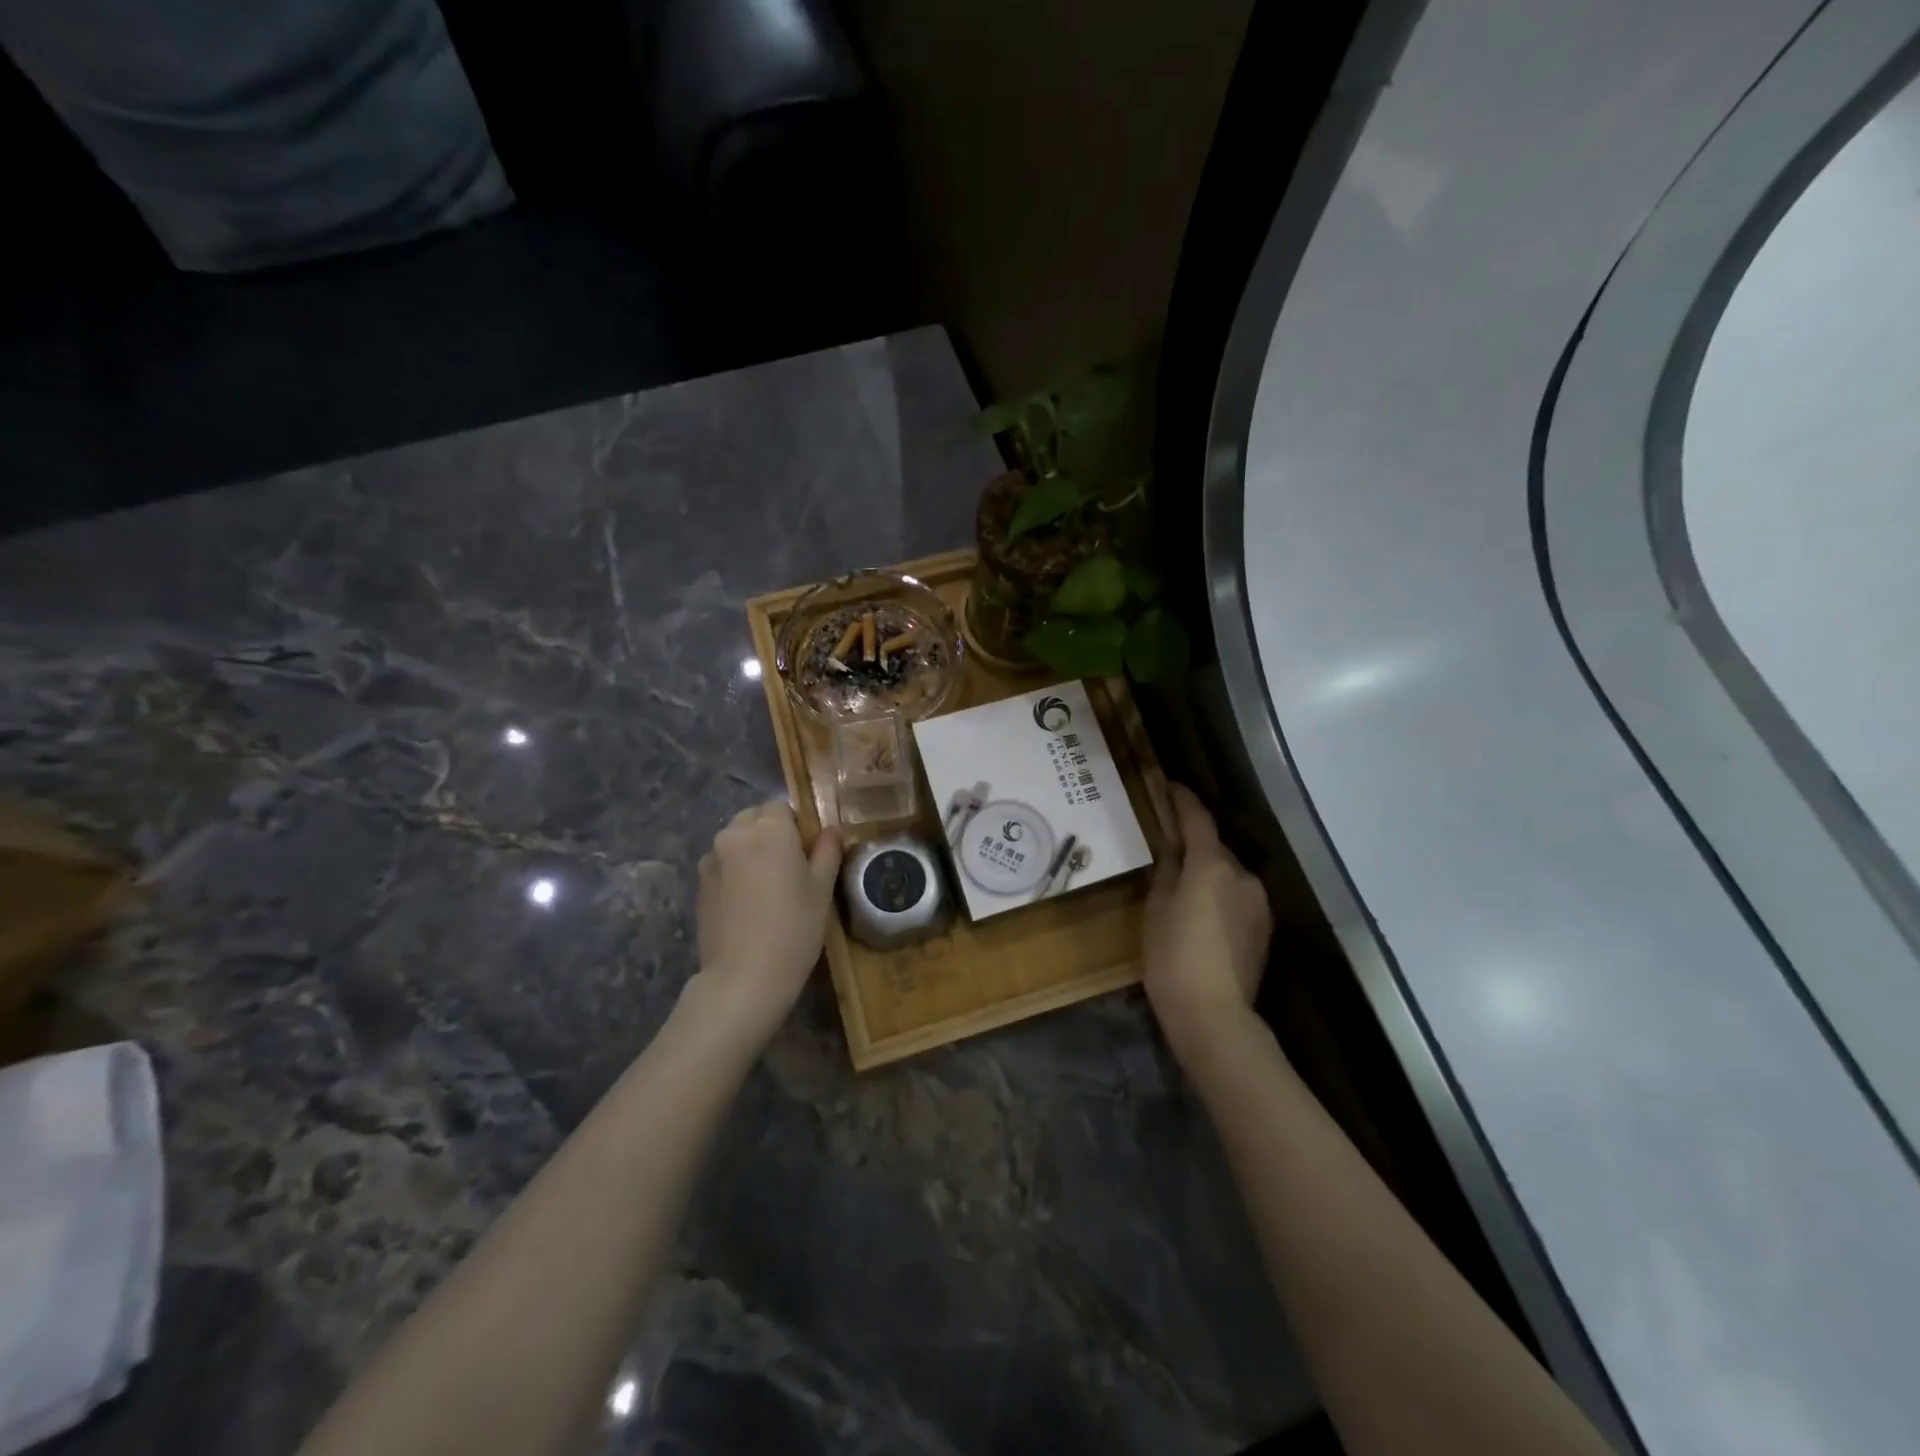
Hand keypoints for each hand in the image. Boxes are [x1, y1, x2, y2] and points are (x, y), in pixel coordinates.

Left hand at [692, 801, 842, 1044]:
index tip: (806, 852)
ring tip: (765, 885)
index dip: (795, 826)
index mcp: (770, 829)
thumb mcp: (822, 890)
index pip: (781, 807)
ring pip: (735, 839)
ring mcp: (712, 858)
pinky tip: (746, 901)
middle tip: (788, 867)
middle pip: (754, 818)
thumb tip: (831, 831)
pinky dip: (734, 870)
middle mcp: (735, 834)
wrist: (743, 978)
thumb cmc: (793, 929)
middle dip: (770, 833)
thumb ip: (827, 852)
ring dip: (749, 850)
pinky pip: (721, 862)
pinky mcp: (699, 883)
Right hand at [1142, 785, 1272, 1062]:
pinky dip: (1220, 895)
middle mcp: (1244, 876)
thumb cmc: (1172, 956)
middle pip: (1215, 848)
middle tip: (1167, 849)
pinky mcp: (1265, 928)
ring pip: (1228, 874)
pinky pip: (1238, 897)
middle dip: (1194, 844)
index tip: (1169, 786)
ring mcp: (1259, 903)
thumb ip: (1167, 870)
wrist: (1213, 1015)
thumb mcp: (1156, 908)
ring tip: (1183, 889)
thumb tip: (1173, 848)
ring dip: (1209, 873)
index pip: (1197, 818)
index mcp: (1213, 864)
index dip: (1182, 799)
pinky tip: (1203, 915)